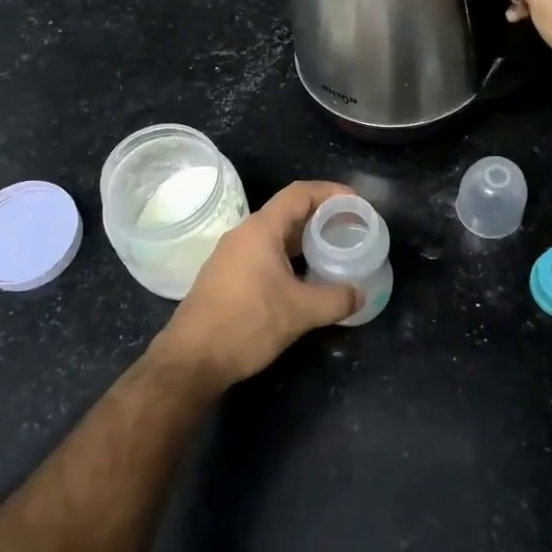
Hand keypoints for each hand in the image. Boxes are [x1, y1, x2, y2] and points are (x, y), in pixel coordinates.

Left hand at [149, 181, 360, 391]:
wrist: (192, 360)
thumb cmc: (247, 323)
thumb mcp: (300, 312)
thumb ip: (336, 299)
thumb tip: (360, 293)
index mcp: (260, 230)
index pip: (299, 193)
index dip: (330, 192)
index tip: (356, 203)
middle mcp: (244, 235)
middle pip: (288, 211)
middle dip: (321, 216)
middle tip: (350, 228)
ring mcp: (232, 256)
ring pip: (275, 235)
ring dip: (305, 239)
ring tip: (333, 250)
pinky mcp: (227, 277)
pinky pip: (264, 254)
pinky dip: (289, 256)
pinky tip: (305, 278)